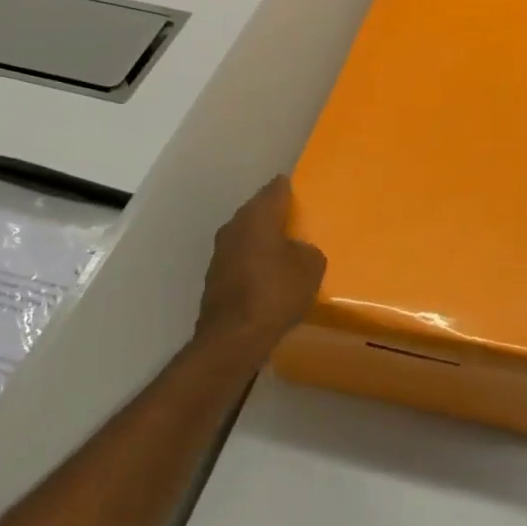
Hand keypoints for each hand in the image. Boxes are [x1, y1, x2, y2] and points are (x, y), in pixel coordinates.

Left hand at [195, 176, 325, 363]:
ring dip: (264, 240)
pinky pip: (241, 259)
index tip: (301, 191)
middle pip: (258, 211)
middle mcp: (234, 226)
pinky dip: (255, 262)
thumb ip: (308, 251)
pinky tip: (270, 275)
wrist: (234, 336)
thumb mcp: (311, 268)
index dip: (289, 188)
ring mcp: (221, 252)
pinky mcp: (215, 277)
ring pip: (247, 236)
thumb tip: (297, 251)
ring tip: (287, 249)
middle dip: (276, 215)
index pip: (275, 189)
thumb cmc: (276, 292)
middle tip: (299, 221)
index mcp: (258, 216)